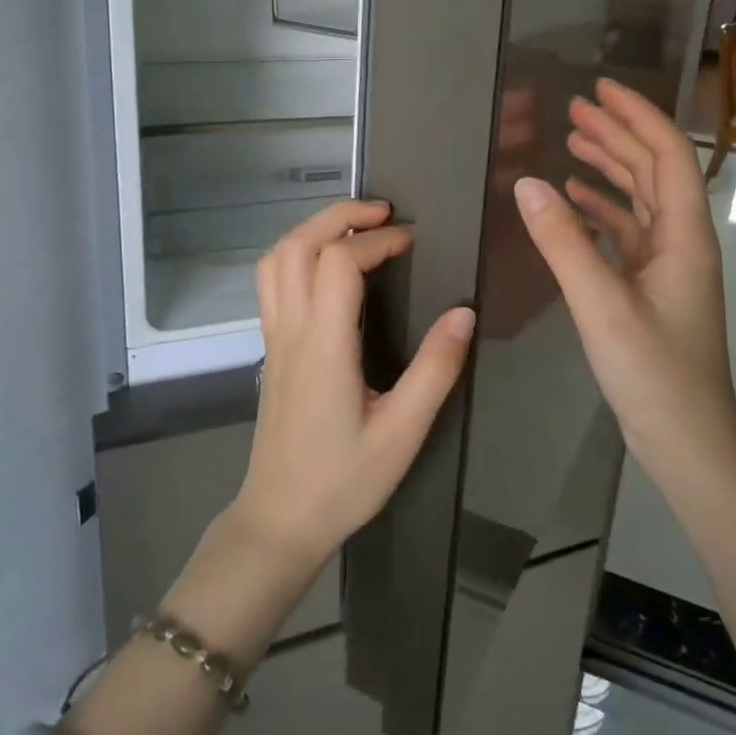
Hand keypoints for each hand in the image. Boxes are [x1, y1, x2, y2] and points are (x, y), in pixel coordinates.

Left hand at [231, 200, 475, 574]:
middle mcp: (291, 330)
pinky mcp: (271, 350)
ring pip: (276, 259)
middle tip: (383, 214)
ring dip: (313, 230)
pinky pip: (272, 282)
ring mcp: (274, 338)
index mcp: (324, 345)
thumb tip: (464, 313)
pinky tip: (329, 269)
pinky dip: (297, 253)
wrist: (279, 520)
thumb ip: (435, 370)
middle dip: (339, 216)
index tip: (412, 242)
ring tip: (355, 230)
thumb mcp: (403, 433)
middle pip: (297, 244)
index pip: (338, 262)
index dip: (377, 240)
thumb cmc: (343, 481)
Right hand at [512, 77, 735, 479]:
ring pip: (639, 201)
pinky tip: (573, 203)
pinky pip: (626, 234)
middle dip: (617, 134)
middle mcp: (681, 242)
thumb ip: (563, 242)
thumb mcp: (602, 305)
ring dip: (609, 168)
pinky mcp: (650, 289)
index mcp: (684, 236)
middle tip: (574, 109)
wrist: (687, 441)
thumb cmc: (654, 373)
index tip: (600, 89)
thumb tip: (526, 183)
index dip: (636, 115)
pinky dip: (600, 211)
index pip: (667, 155)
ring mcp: (668, 267)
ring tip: (570, 143)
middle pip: (653, 171)